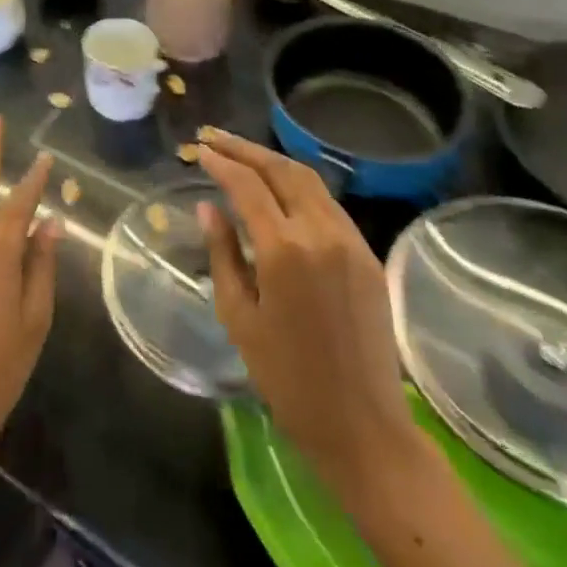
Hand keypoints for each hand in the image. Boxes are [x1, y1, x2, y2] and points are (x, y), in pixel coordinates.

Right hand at [195, 128, 417, 491]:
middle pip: (280, 169)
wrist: (363, 427)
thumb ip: (222, 253)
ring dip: (272, 161)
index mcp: (284, 250)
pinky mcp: (367, 254)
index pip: (247, 185)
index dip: (221, 162)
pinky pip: (328, 203)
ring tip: (242, 154)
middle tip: (214, 138)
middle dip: (244, 149)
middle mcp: (320, 232)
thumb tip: (208, 207)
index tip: (199, 150)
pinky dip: (298, 185)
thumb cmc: (287, 380)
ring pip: (308, 179)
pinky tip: (279, 188)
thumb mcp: (239, 317)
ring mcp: (350, 240)